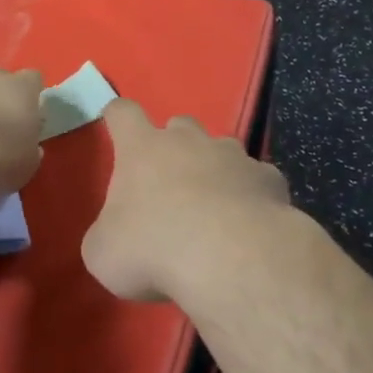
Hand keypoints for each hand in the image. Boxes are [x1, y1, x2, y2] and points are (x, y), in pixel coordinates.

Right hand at [83, 99, 289, 302]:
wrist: (231, 259)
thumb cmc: (153, 250)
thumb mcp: (104, 253)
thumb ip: (107, 234)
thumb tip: (115, 235)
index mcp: (142, 149)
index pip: (123, 113)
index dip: (117, 117)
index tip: (115, 123)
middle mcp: (189, 141)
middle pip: (179, 125)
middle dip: (174, 144)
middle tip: (170, 181)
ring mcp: (234, 156)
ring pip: (222, 149)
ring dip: (215, 169)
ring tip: (214, 206)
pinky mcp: (268, 179)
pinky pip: (256, 179)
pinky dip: (250, 195)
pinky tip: (248, 224)